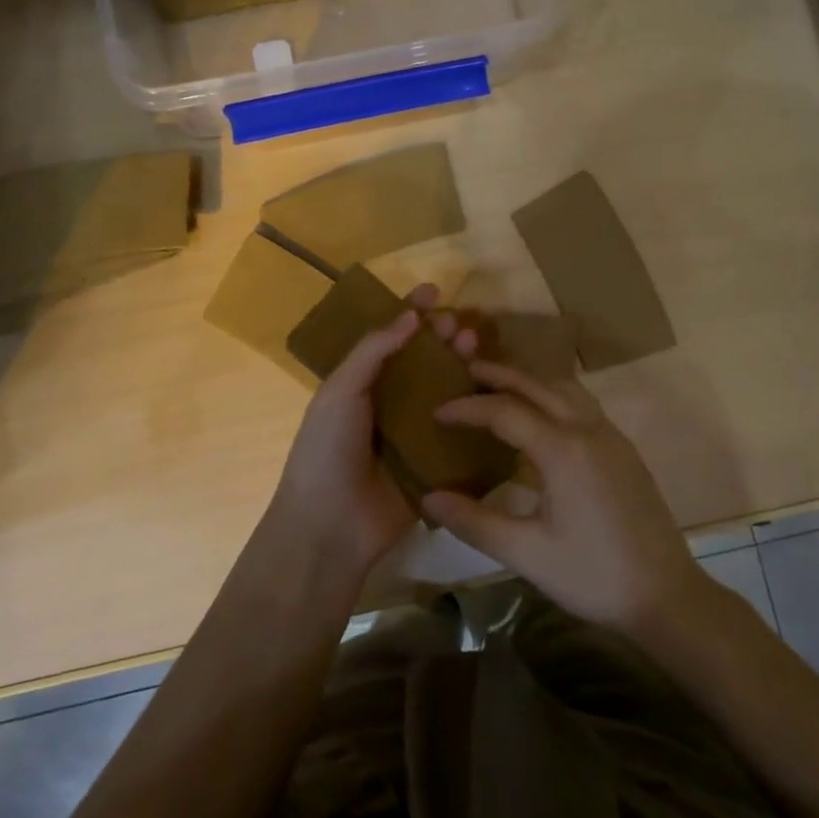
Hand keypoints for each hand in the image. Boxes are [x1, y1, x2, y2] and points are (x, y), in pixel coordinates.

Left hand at [266, 284, 477, 579]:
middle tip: (460, 325)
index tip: (434, 291)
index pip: (390, 339)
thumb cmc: (326, 450)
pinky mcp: (435, 462)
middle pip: (423, 361)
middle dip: (441, 338)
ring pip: (444, 390)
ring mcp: (414, 433)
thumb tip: (409, 316)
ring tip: (475, 347)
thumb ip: (372, 351)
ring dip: (460, 366)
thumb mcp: (340, 391)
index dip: (410, 312)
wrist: (330, 526)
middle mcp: (389, 403)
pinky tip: (492, 390)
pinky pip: (458, 430)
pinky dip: (474, 409)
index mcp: (362, 383)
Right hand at [420, 364, 704, 636]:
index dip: (467, 408)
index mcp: (563, 450)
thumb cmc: (593, 576)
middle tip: (465, 371)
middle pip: (538, 385)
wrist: (667, 595)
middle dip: (500, 375)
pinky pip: (582, 404)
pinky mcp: (624, 449)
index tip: (436, 411)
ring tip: (499, 388)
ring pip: (565, 389)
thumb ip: (475, 522)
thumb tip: (428, 498)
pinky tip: (541, 419)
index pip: (505, 411)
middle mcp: (588, 429)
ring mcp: (611, 436)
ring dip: (530, 381)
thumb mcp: (527, 554)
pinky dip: (553, 396)